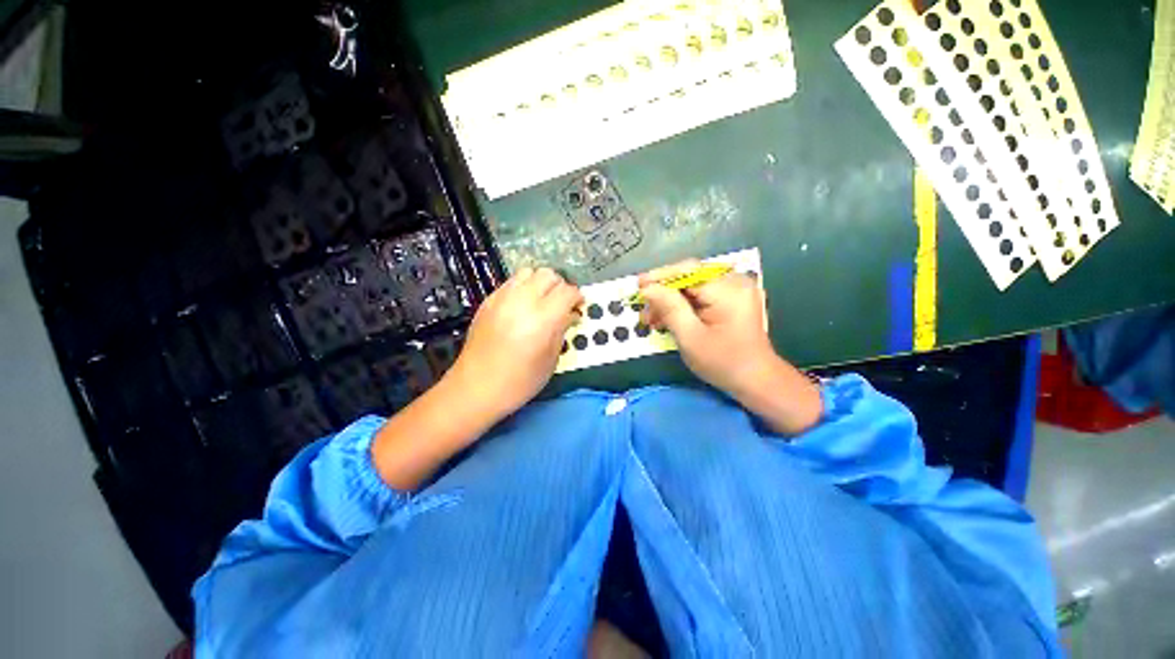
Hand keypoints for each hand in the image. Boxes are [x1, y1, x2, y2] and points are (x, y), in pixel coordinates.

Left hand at [447, 267, 582, 418]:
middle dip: (560, 286)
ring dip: (540, 283)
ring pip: (528, 272)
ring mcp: (502, 298)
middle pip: (548, 275)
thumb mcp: (550, 360)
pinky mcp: (488, 301)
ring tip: (542, 302)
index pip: (567, 291)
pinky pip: (511, 282)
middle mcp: (522, 301)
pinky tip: (522, 307)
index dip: (577, 297)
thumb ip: (562, 330)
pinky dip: (523, 287)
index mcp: (542, 319)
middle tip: (561, 304)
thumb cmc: (519, 382)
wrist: (476, 388)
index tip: (578, 307)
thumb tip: (570, 314)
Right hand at [639, 260, 773, 394]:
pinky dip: (683, 304)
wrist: (756, 380)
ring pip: (692, 285)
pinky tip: (669, 318)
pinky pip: (700, 293)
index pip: (687, 271)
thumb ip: (669, 309)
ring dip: (670, 300)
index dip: (659, 276)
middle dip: (663, 292)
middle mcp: (734, 281)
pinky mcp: (732, 297)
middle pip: (689, 276)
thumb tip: (648, 289)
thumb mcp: (690, 338)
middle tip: (645, 311)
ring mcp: (734, 288)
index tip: (637, 287)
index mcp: (728, 289)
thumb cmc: (723, 362)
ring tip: (653, 319)